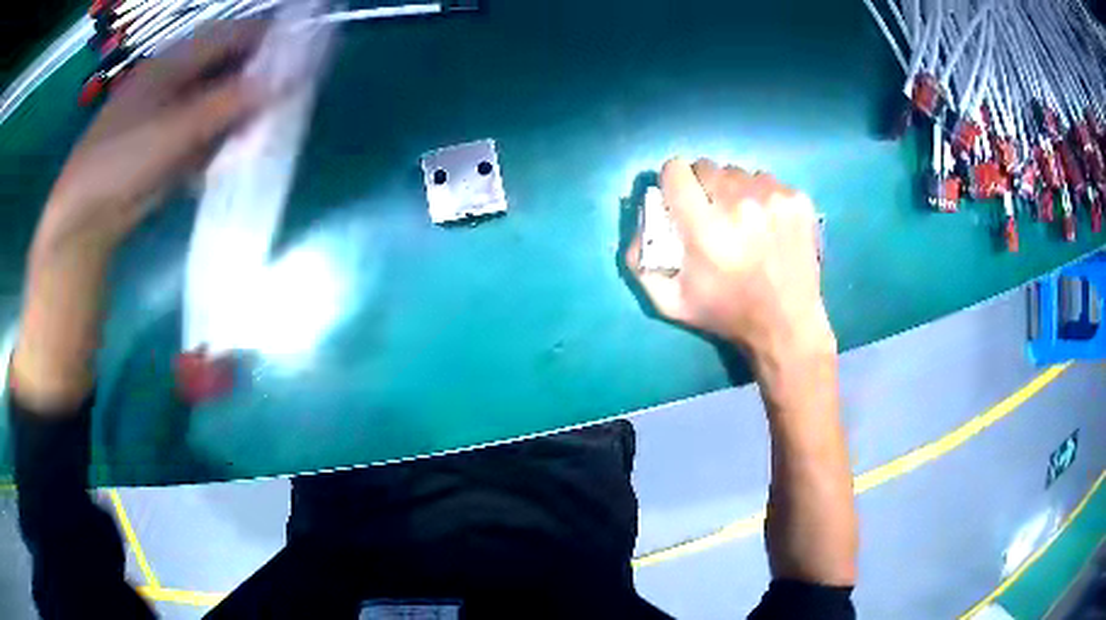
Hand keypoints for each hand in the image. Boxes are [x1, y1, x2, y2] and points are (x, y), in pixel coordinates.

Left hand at [32, 20, 266, 261]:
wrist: (83, 215)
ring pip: (219, 101)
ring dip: (242, 112)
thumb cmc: (121, 160)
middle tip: (289, 96)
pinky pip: (204, 133)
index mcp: (175, 60)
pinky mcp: (167, 144)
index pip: (235, 34)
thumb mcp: (175, 129)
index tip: (306, 53)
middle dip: (260, 78)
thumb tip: (288, 79)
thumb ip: (229, 103)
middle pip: (229, 66)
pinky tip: (232, 154)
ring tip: (265, 129)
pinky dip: (221, 140)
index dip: (271, 38)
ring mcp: (170, 112)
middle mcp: (176, 79)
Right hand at [627, 158, 833, 360]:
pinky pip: (768, 180)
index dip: (673, 181)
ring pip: (739, 173)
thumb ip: (640, 262)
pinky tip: (768, 225)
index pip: (677, 170)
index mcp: (705, 229)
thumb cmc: (725, 314)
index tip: (679, 197)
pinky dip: (762, 197)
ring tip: (744, 221)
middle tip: (712, 213)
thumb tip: (640, 222)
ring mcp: (774, 199)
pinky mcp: (798, 200)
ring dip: (734, 190)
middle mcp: (740, 205)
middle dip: (703, 186)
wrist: (786, 325)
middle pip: (707, 167)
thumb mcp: (670, 302)